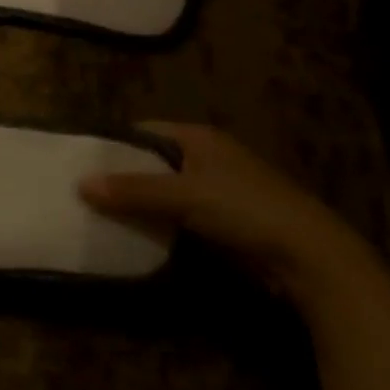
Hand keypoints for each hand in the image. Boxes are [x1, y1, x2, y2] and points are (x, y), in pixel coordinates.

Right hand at [80, 122, 380, 310]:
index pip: (144, 131)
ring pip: (163, 193)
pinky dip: (156, 225)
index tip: (81, 161)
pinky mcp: (221, 223)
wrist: (308, 257)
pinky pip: (177, 218)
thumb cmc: (244, 209)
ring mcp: (215, 192)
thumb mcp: (183, 195)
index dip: (113, 144)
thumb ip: (133, 190)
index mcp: (198, 138)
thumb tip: (81, 183)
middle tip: (82, 192)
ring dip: (137, 205)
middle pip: (151, 163)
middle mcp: (205, 158)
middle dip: (121, 177)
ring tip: (97, 216)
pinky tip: (132, 237)